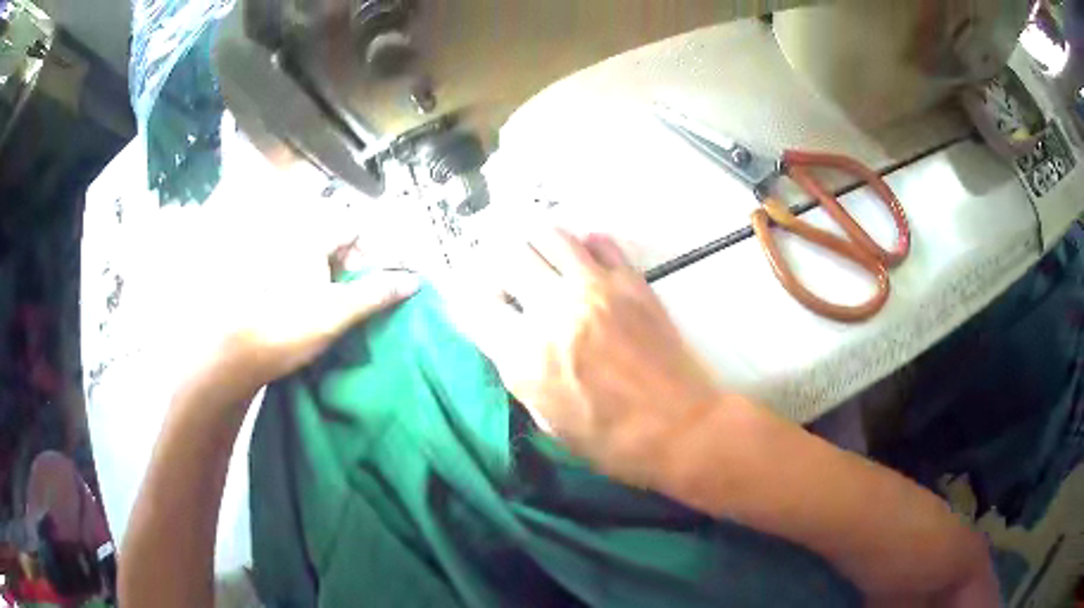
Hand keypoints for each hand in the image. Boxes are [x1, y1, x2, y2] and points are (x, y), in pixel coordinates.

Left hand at [150, 194, 418, 397]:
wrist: (236, 358)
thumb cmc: (286, 328)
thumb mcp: (337, 312)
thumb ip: (376, 294)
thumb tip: (412, 281)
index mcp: (311, 241)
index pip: (356, 229)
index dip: (379, 249)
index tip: (394, 277)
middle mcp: (296, 247)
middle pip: (341, 247)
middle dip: (365, 269)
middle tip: (377, 300)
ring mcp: (283, 268)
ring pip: (326, 267)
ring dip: (347, 285)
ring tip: (358, 314)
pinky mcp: (275, 290)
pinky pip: (311, 283)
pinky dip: (328, 296)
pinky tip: (331, 320)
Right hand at [449, 228, 721, 487]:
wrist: (679, 428)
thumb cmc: (610, 440)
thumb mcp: (547, 419)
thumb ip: (519, 372)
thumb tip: (505, 338)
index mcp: (526, 355)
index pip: (474, 305)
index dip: (462, 297)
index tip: (467, 298)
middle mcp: (554, 310)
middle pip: (506, 256)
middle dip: (493, 262)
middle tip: (501, 274)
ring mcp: (596, 288)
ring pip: (549, 235)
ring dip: (533, 242)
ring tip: (535, 257)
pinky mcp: (632, 282)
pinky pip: (600, 241)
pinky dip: (583, 243)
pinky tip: (581, 259)